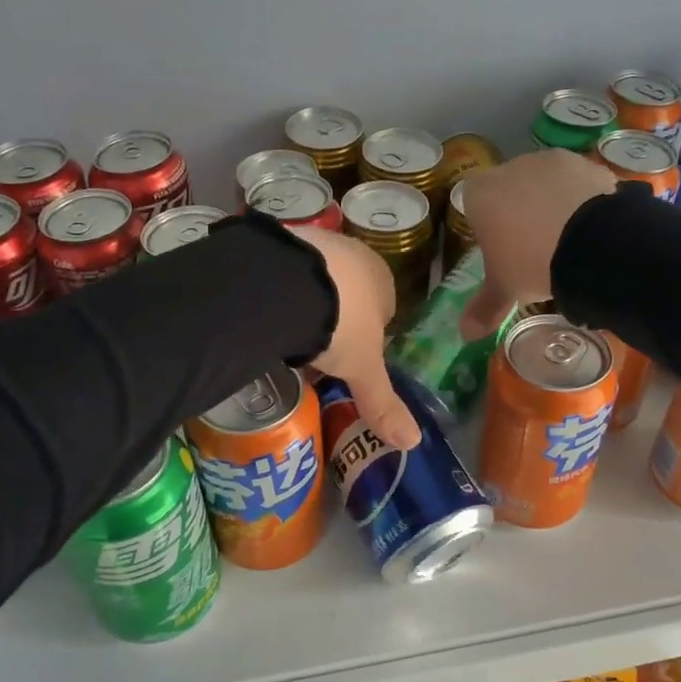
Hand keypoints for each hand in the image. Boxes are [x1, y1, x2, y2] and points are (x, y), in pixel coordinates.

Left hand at [290, 227, 421, 449]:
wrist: (287, 283)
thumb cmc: (339, 324)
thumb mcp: (362, 369)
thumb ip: (383, 402)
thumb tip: (414, 443)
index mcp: (383, 278)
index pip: (383, 310)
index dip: (366, 338)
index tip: (345, 361)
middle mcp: (354, 253)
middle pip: (347, 295)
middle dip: (333, 322)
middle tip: (313, 352)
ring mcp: (317, 241)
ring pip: (315, 281)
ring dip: (305, 305)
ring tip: (285, 335)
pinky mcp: (281, 238)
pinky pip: (284, 272)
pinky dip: (279, 292)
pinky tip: (266, 313)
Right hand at [459, 150, 615, 336]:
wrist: (591, 242)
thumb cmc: (531, 263)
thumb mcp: (506, 289)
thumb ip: (484, 308)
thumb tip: (465, 335)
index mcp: (479, 195)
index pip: (473, 205)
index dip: (488, 227)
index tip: (503, 251)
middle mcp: (509, 168)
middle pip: (509, 191)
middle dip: (519, 213)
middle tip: (536, 249)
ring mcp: (550, 161)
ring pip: (544, 184)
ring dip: (552, 204)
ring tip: (569, 239)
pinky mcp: (586, 163)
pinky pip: (577, 183)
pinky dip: (581, 200)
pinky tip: (591, 227)